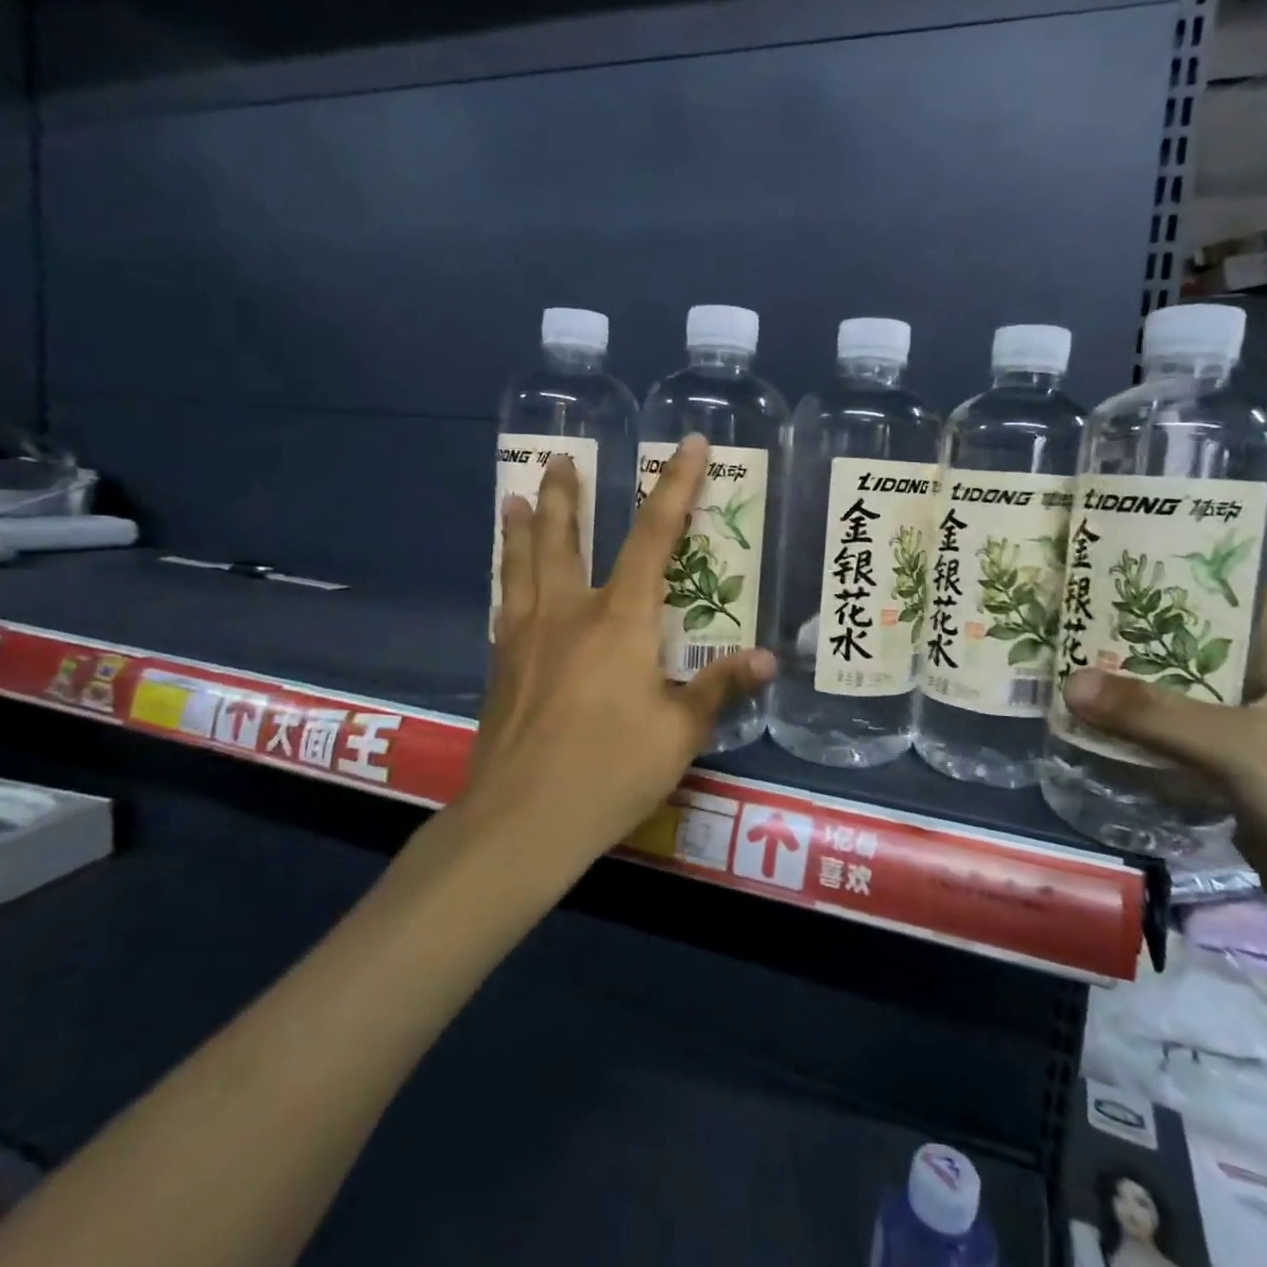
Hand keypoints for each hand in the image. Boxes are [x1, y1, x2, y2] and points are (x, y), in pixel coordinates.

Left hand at [463, 436, 773, 869]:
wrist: (521, 821)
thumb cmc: (610, 770)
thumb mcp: (679, 732)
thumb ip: (719, 688)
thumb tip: (765, 659)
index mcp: (620, 618)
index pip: (654, 535)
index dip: (676, 485)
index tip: (688, 445)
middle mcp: (568, 611)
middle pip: (562, 537)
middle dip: (564, 495)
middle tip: (559, 459)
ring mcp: (526, 636)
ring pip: (520, 564)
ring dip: (521, 526)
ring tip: (513, 496)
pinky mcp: (501, 665)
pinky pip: (505, 602)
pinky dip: (506, 576)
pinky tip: (504, 580)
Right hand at [1060, 587, 1266, 983]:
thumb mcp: (1244, 749)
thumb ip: (1155, 715)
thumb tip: (1069, 682)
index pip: (1246, 595)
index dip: (1195, 571)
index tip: (1130, 559)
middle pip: (1197, 649)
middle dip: (1140, 633)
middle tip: (1072, 611)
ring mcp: (1252, 745)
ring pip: (1180, 703)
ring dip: (1131, 691)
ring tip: (1063, 664)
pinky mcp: (1234, 789)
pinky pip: (1175, 753)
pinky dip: (1137, 743)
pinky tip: (1089, 735)